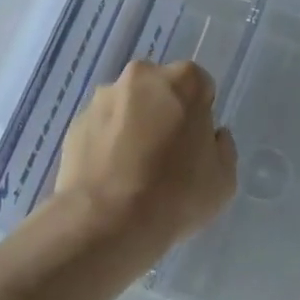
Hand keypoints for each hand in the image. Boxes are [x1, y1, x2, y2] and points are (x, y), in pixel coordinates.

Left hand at [56, 60, 237, 254]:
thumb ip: (222, 147)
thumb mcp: (224, 178)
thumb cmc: (176, 195)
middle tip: (167, 154)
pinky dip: (107, 143)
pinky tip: (111, 177)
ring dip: (133, 126)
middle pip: (160, 90)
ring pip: (127, 107)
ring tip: (133, 170)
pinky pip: (101, 128)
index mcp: (183, 81)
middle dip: (164, 112)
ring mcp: (102, 99)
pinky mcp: (75, 124)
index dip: (200, 114)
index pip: (199, 86)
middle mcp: (141, 77)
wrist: (105, 223)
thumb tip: (210, 137)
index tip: (195, 143)